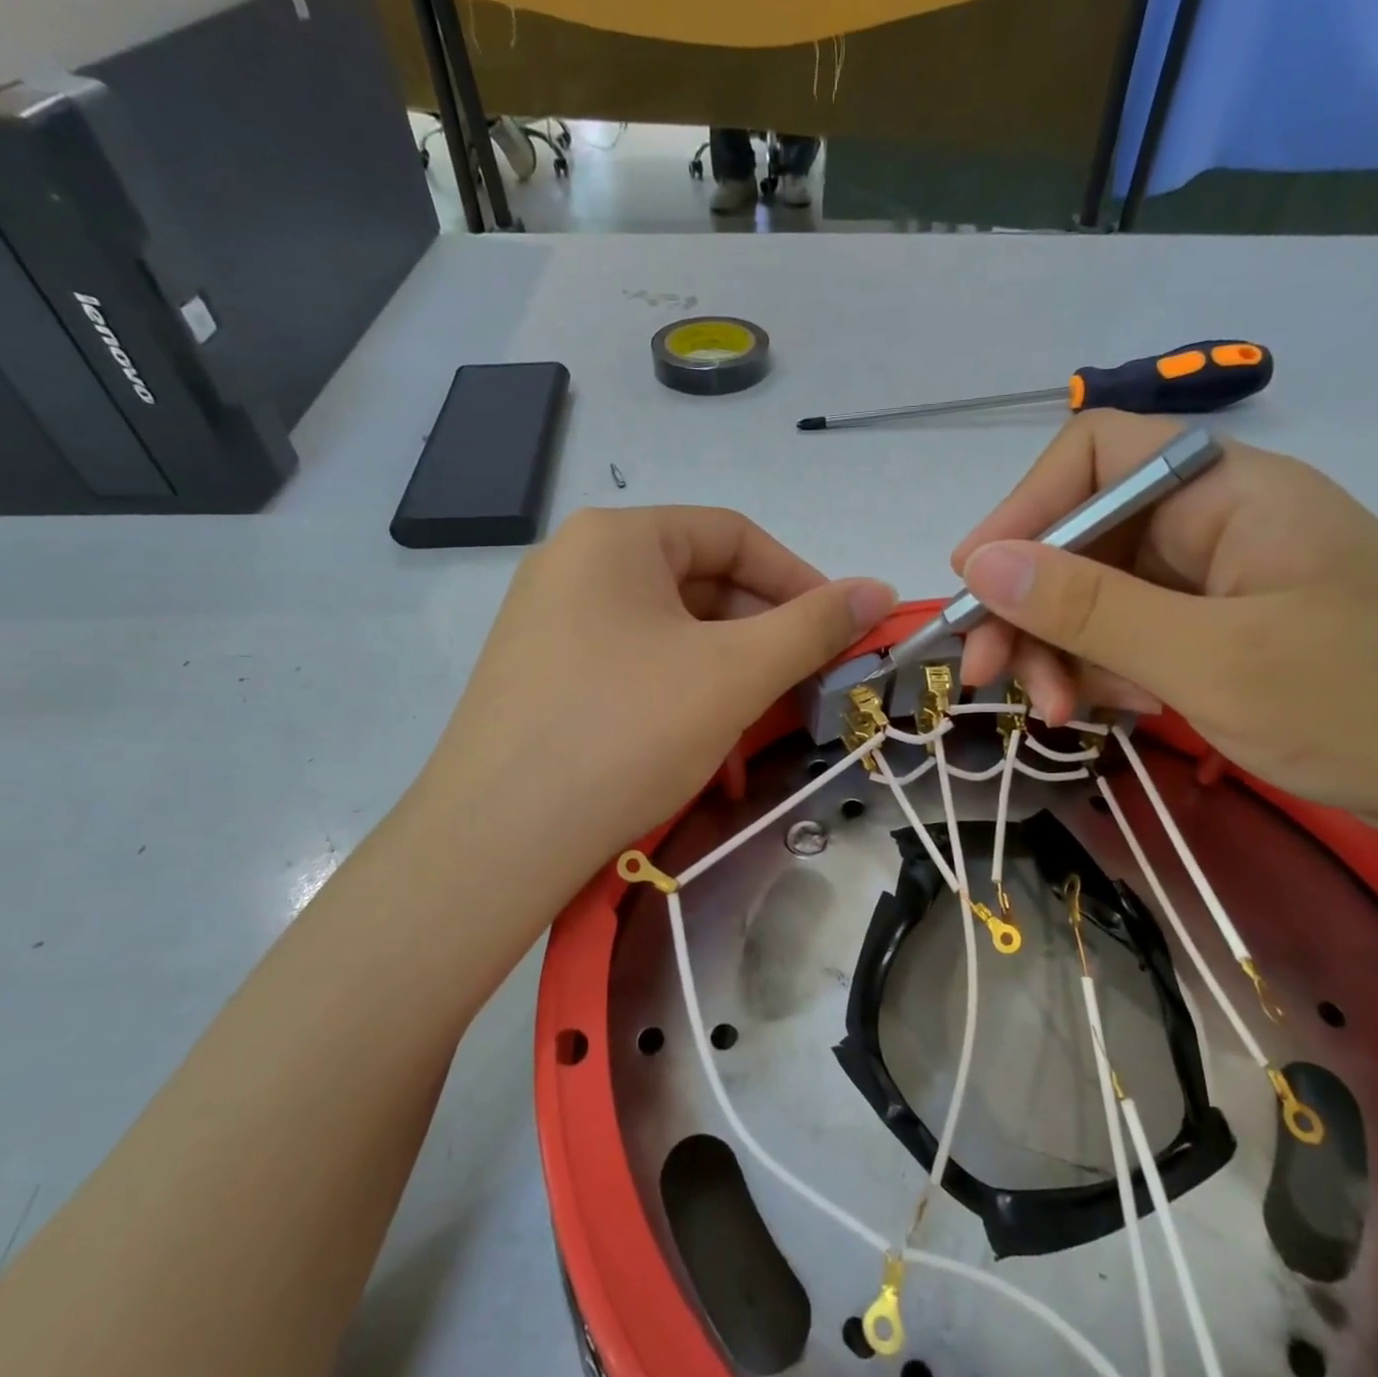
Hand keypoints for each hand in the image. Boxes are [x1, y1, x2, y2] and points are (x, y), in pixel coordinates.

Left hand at [425, 506, 895, 889]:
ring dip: (728, 683)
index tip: (842, 631)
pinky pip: (635, 672)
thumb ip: (814, 626)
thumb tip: (880, 588)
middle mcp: (576, 566)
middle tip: (806, 689)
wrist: (497, 841)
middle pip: (701, 587)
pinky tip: (707, 760)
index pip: (733, 534)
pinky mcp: (544, 679)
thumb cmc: (626, 732)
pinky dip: (682, 703)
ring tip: (759, 738)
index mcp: (616, 538)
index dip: (800, 579)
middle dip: (764, 641)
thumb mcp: (735, 674)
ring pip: (672, 638)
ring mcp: (552, 624)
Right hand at [953, 411, 1377, 840]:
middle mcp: (1211, 522)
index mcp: (1225, 491)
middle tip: (987, 678)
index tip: (973, 582)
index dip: (1022, 510)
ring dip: (1059, 652)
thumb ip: (1088, 608)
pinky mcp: (1213, 631)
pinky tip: (1110, 713)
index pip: (1094, 456)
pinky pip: (1126, 637)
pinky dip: (1101, 673)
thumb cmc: (1366, 707)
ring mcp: (1211, 580)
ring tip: (1056, 714)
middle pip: (1081, 538)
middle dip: (1028, 607)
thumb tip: (978, 564)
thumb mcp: (1210, 660)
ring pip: (1094, 597)